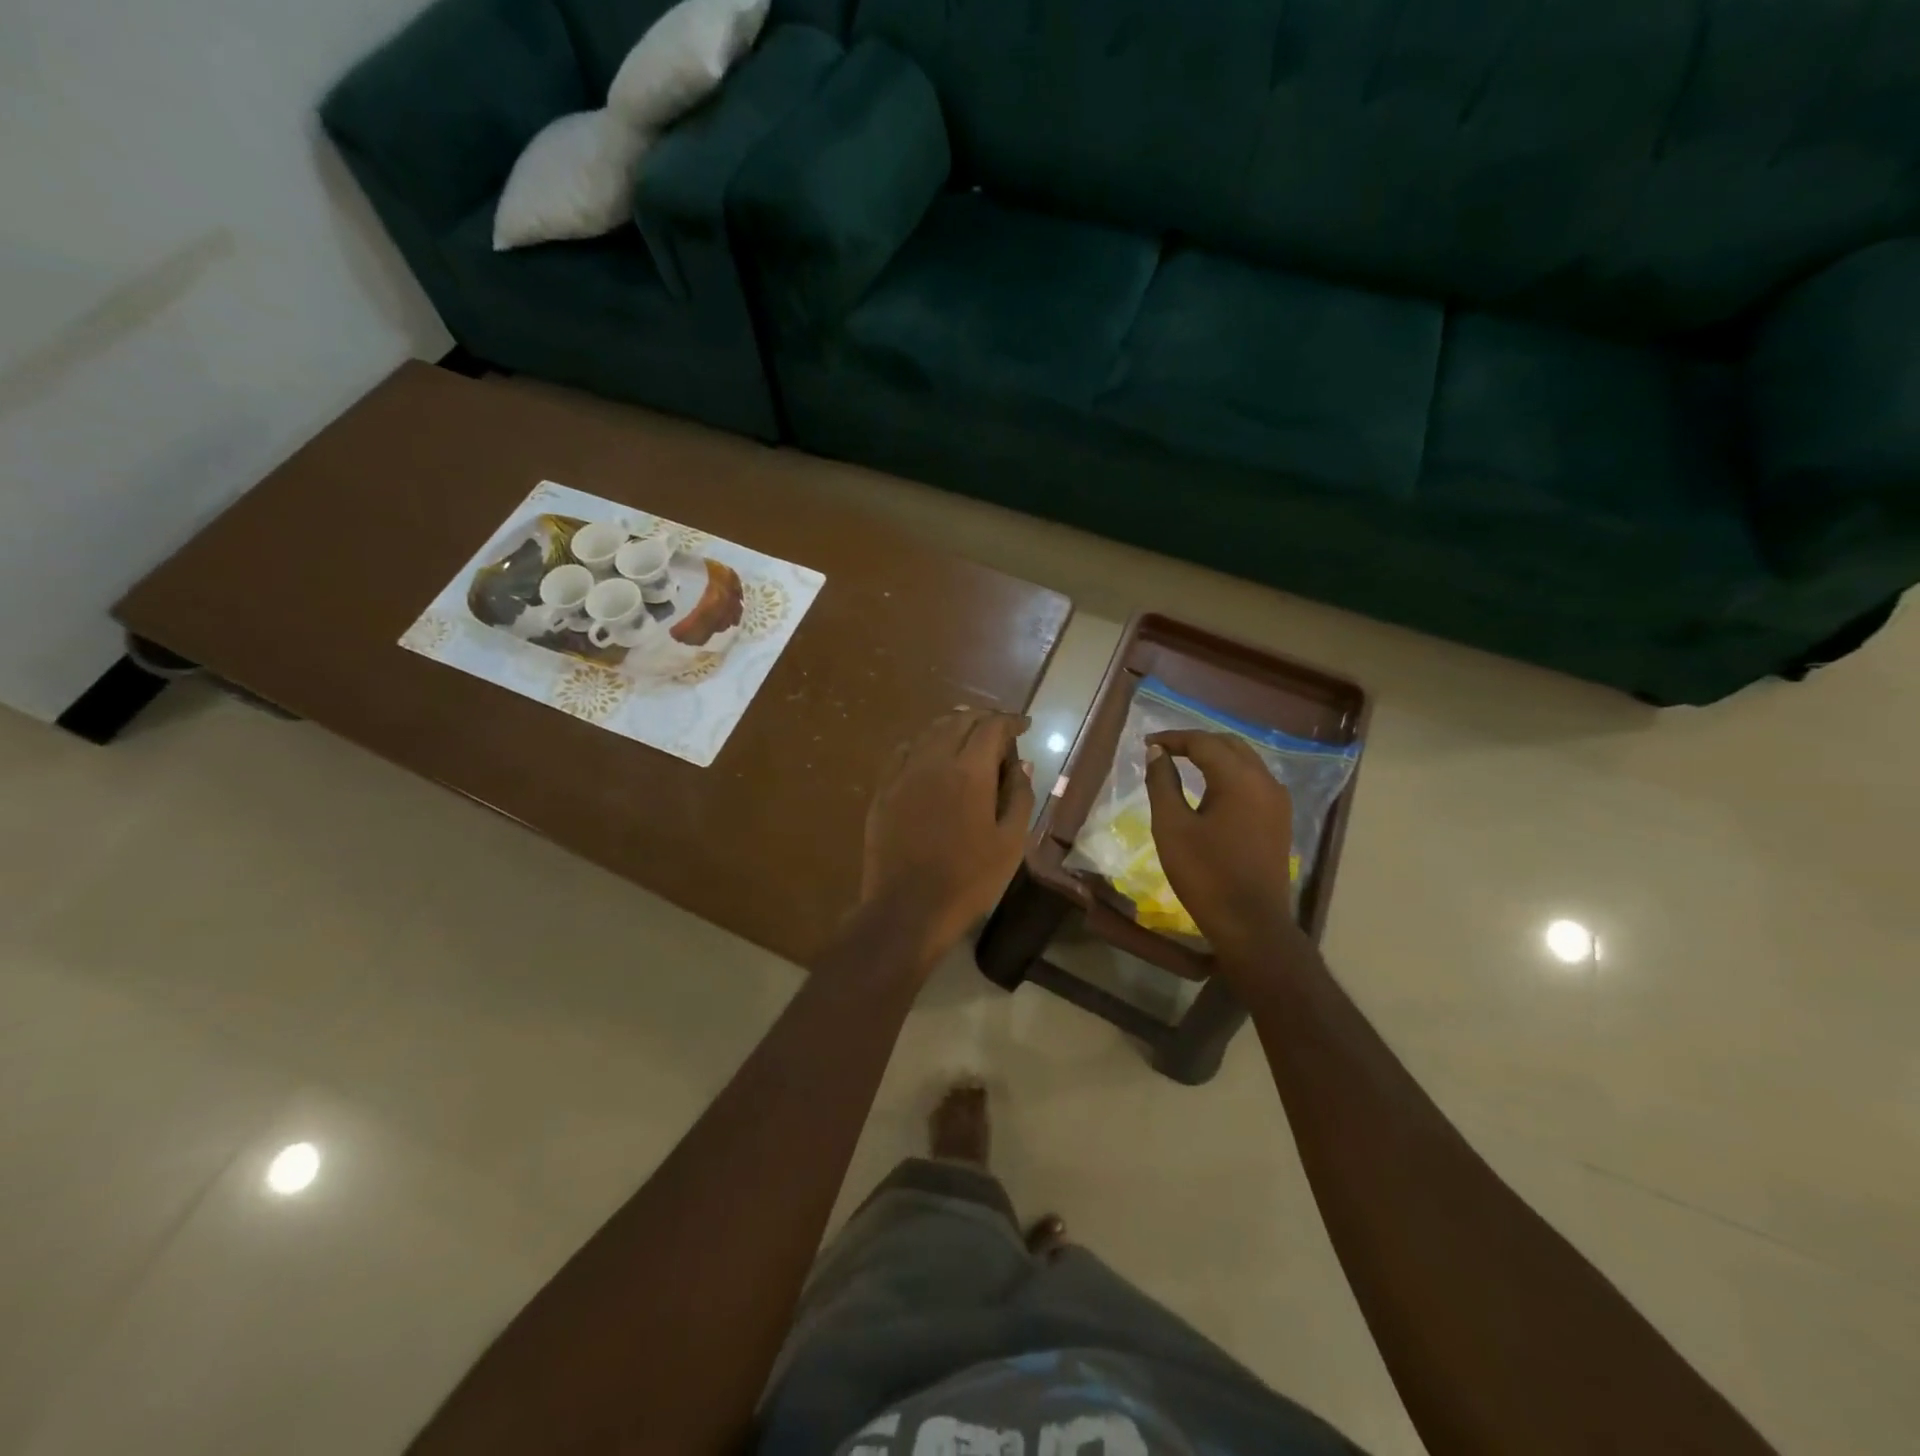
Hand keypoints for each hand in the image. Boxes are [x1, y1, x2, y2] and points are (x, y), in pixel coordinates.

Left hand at [863, 707, 1033, 963]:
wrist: (907, 908)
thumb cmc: (969, 880)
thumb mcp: (1010, 843)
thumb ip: (1019, 796)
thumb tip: (1022, 764)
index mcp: (970, 771)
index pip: (992, 726)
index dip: (1011, 721)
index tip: (1024, 726)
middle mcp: (934, 760)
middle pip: (959, 720)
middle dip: (983, 719)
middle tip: (999, 731)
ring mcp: (904, 773)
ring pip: (930, 731)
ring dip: (953, 726)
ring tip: (968, 737)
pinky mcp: (883, 790)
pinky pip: (904, 751)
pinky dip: (924, 744)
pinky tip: (931, 755)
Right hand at [1144, 730, 1304, 973]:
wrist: (1251, 924)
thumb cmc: (1206, 874)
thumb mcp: (1172, 827)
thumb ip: (1162, 783)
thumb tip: (1156, 754)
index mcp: (1239, 779)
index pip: (1204, 742)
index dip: (1173, 738)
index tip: (1147, 743)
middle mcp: (1265, 781)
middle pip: (1229, 745)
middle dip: (1196, 742)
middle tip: (1164, 750)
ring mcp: (1278, 801)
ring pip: (1245, 761)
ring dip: (1214, 756)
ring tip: (1183, 764)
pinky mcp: (1279, 819)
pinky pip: (1253, 781)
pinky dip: (1229, 774)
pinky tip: (1210, 788)